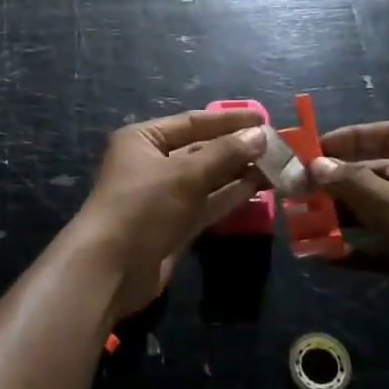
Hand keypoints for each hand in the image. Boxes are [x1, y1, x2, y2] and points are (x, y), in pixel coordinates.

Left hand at [65, 109, 268, 320]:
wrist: (110, 269)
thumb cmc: (143, 207)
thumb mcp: (185, 174)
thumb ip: (225, 153)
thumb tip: (260, 135)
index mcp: (144, 139)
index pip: (193, 121)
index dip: (229, 120)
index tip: (264, 119)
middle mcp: (152, 162)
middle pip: (201, 149)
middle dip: (237, 148)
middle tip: (278, 146)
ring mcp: (164, 195)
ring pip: (207, 178)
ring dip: (239, 172)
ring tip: (276, 166)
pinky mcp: (174, 224)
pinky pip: (207, 203)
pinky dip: (230, 195)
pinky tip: (258, 188)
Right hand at [309, 122, 388, 327]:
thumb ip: (356, 185)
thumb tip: (316, 164)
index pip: (387, 135)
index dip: (349, 138)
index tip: (313, 150)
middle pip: (376, 173)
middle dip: (338, 182)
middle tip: (300, 191)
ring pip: (375, 210)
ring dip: (341, 216)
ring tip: (304, 222)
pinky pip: (380, 245)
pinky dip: (354, 248)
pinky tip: (323, 255)